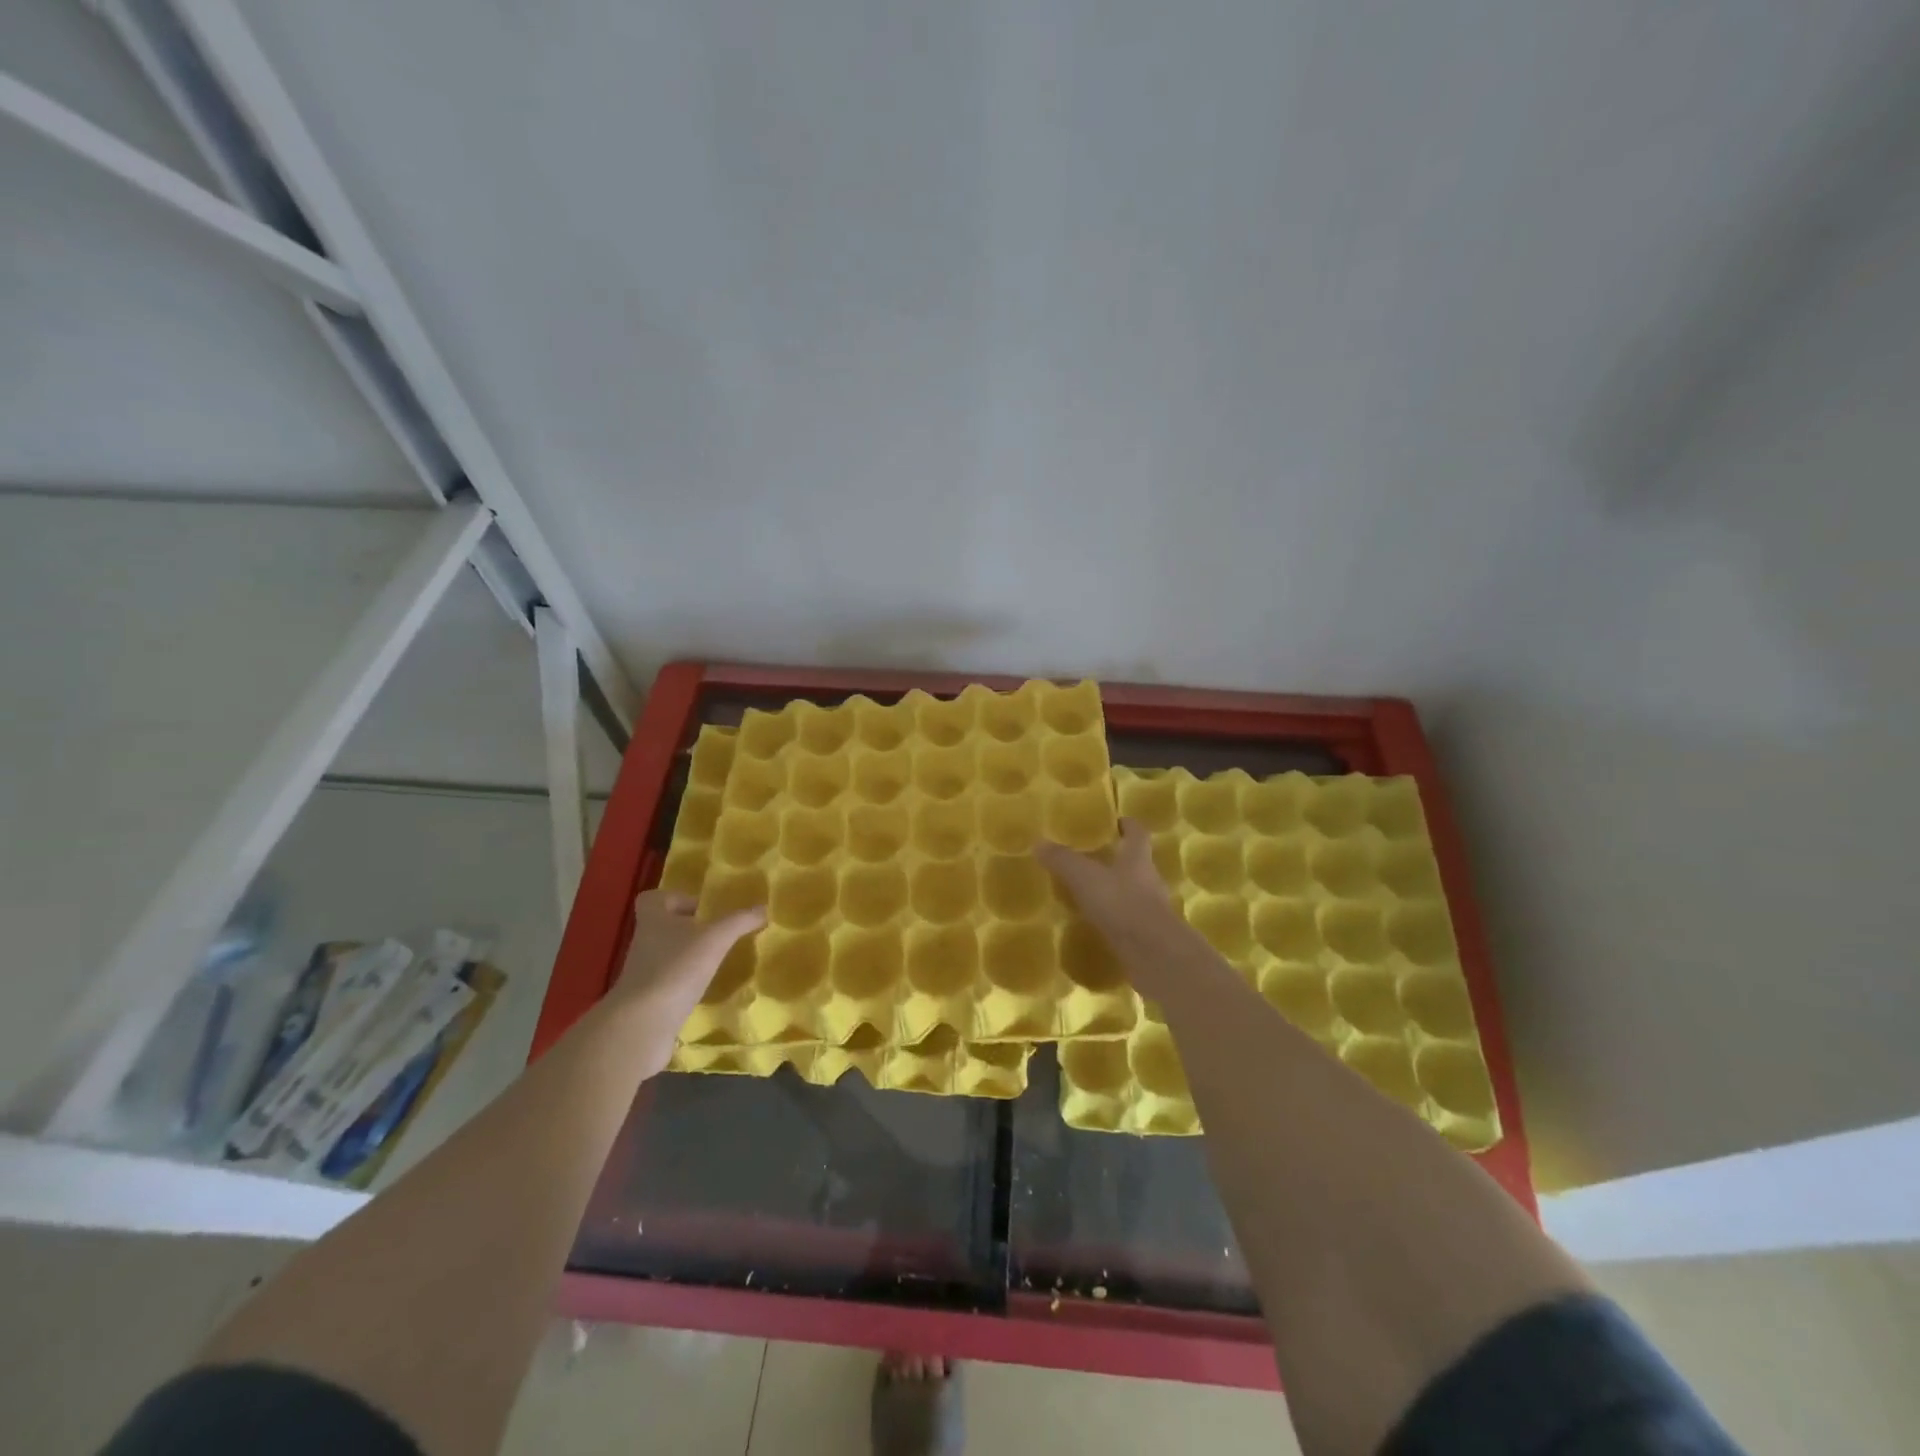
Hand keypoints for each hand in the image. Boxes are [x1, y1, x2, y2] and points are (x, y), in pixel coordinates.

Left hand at [608, 890, 764, 1069]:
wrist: (642, 1025)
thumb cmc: (676, 968)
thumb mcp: (715, 939)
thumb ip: (740, 921)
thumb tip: (764, 907)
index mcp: (653, 919)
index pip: (654, 898)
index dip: (676, 898)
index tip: (701, 909)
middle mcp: (644, 943)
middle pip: (663, 927)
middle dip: (689, 930)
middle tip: (718, 935)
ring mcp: (643, 974)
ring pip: (667, 957)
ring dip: (689, 958)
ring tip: (718, 963)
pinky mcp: (647, 1001)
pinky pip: (669, 985)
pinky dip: (686, 986)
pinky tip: (708, 990)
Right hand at [1036, 818, 1170, 929]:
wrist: (1153, 952)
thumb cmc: (1121, 903)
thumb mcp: (1084, 877)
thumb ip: (1063, 860)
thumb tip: (1038, 843)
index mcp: (1137, 858)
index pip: (1137, 833)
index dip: (1128, 825)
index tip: (1116, 821)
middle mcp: (1149, 879)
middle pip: (1136, 862)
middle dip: (1118, 858)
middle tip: (1094, 857)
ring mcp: (1152, 908)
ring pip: (1133, 891)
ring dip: (1116, 889)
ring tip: (1091, 892)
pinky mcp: (1148, 934)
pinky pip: (1129, 919)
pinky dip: (1115, 917)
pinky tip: (1098, 923)